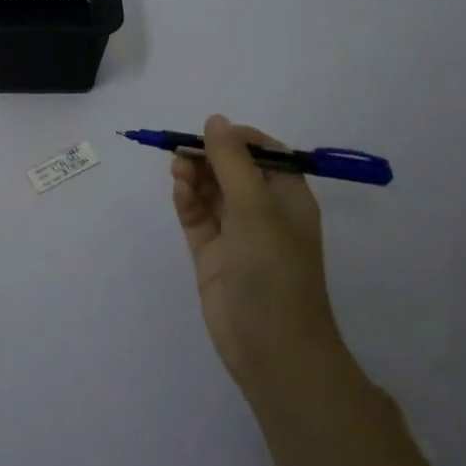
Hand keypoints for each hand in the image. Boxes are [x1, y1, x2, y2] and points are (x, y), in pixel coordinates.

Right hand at [171, 115, 335, 405]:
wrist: (271, 346)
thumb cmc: (273, 267)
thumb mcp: (255, 206)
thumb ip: (232, 160)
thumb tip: (215, 120)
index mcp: (287, 196)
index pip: (262, 152)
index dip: (234, 139)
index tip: (208, 135)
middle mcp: (263, 210)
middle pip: (230, 168)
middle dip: (207, 156)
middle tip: (182, 153)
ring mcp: (236, 233)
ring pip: (210, 190)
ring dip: (194, 175)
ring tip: (178, 171)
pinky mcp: (212, 254)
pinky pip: (197, 216)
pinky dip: (187, 200)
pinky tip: (180, 191)